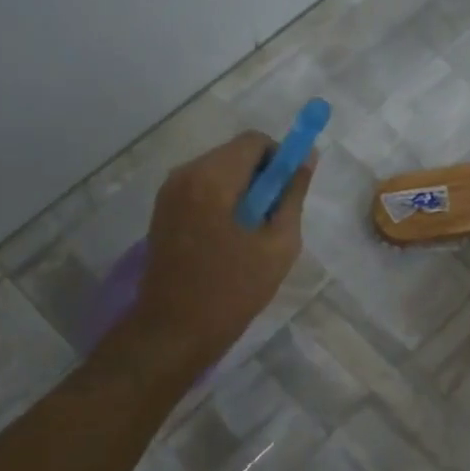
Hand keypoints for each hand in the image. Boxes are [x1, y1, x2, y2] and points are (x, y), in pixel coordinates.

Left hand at [127, 132, 314, 372]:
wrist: (174, 330)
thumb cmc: (234, 289)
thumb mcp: (279, 243)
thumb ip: (293, 194)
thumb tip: (306, 158)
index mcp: (214, 178)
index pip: (255, 141)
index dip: (280, 158)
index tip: (288, 192)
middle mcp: (186, 174)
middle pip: (235, 153)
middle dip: (260, 176)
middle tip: (273, 218)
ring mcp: (169, 191)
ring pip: (219, 170)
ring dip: (241, 190)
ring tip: (251, 233)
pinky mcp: (163, 209)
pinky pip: (202, 188)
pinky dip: (222, 201)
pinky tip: (228, 239)